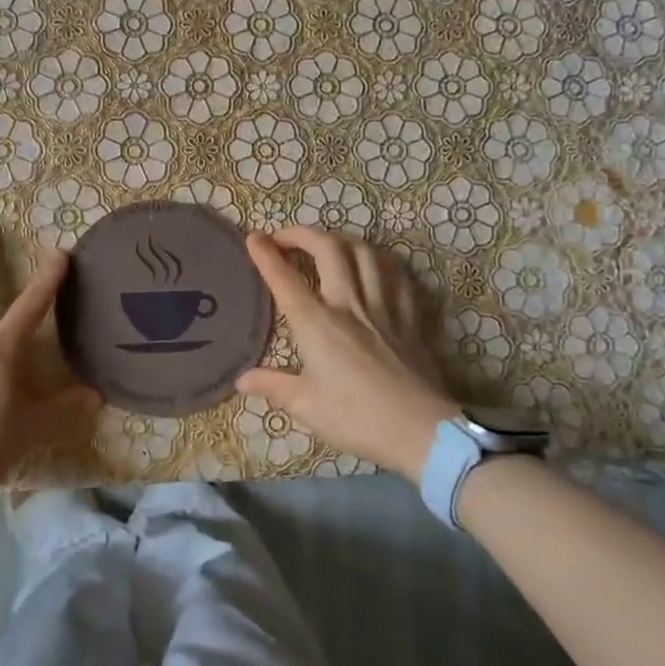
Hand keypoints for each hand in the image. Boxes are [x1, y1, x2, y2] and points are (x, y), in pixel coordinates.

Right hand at [237, 227, 458, 480]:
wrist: (422, 431)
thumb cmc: (358, 419)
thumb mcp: (306, 407)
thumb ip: (273, 386)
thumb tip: (241, 380)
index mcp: (317, 324)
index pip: (285, 279)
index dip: (266, 254)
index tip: (253, 237)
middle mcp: (349, 304)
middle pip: (328, 249)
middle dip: (302, 234)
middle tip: (285, 238)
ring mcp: (384, 307)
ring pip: (365, 254)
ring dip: (341, 241)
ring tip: (326, 247)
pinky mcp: (410, 318)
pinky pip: (397, 276)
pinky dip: (380, 263)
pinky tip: (374, 267)